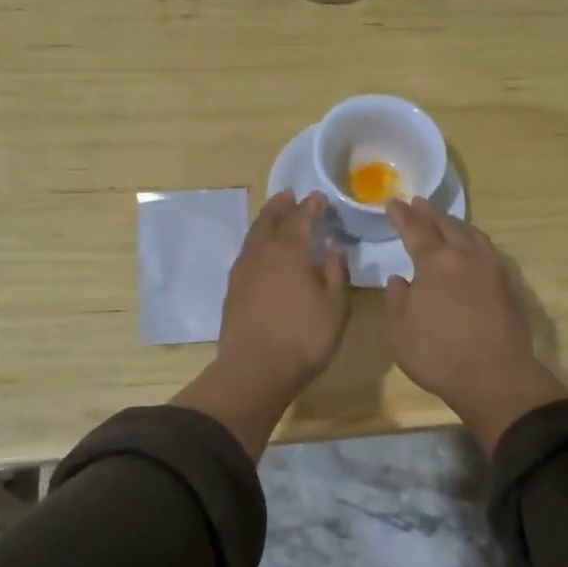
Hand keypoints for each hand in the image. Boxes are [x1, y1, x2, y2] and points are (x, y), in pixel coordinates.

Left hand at [219, 191, 349, 389]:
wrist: (254, 370)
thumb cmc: (303, 339)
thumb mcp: (335, 308)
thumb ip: (335, 275)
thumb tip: (333, 250)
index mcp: (289, 253)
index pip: (300, 220)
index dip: (310, 207)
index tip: (318, 198)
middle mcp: (262, 255)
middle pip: (269, 221)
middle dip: (281, 207)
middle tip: (289, 196)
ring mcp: (243, 273)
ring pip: (253, 237)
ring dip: (265, 222)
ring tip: (274, 217)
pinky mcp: (232, 292)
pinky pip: (245, 255)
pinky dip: (255, 244)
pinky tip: (260, 253)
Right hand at [385, 198, 567, 450]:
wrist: (495, 376)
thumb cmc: (438, 354)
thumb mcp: (401, 330)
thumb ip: (397, 299)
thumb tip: (400, 280)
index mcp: (435, 261)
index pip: (415, 229)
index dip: (402, 216)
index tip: (392, 203)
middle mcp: (465, 255)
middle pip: (447, 224)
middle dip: (429, 212)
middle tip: (417, 203)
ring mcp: (492, 267)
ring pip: (472, 234)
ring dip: (455, 223)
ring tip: (444, 220)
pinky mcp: (508, 284)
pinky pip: (488, 249)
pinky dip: (474, 240)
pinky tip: (472, 247)